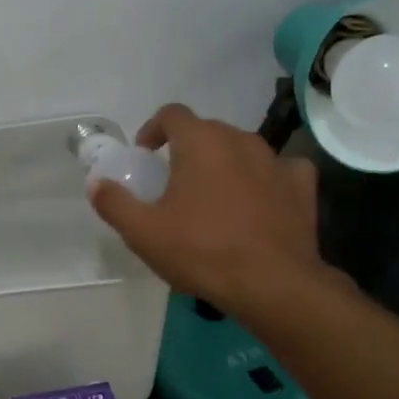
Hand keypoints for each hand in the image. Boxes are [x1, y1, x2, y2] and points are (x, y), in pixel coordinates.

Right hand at [87, 103, 347, 320]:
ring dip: (224, 163)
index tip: (145, 155)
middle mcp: (239, 139)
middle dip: (187, 148)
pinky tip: (259, 199)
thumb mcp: (143, 232)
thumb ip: (114, 203)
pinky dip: (265, 178)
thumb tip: (96, 184)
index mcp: (200, 142)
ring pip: (241, 148)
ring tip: (213, 196)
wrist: (273, 285)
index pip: (172, 114)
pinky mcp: (301, 185)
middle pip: (207, 130)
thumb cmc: (202, 251)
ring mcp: (275, 160)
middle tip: (173, 181)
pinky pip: (279, 169)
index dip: (153, 129)